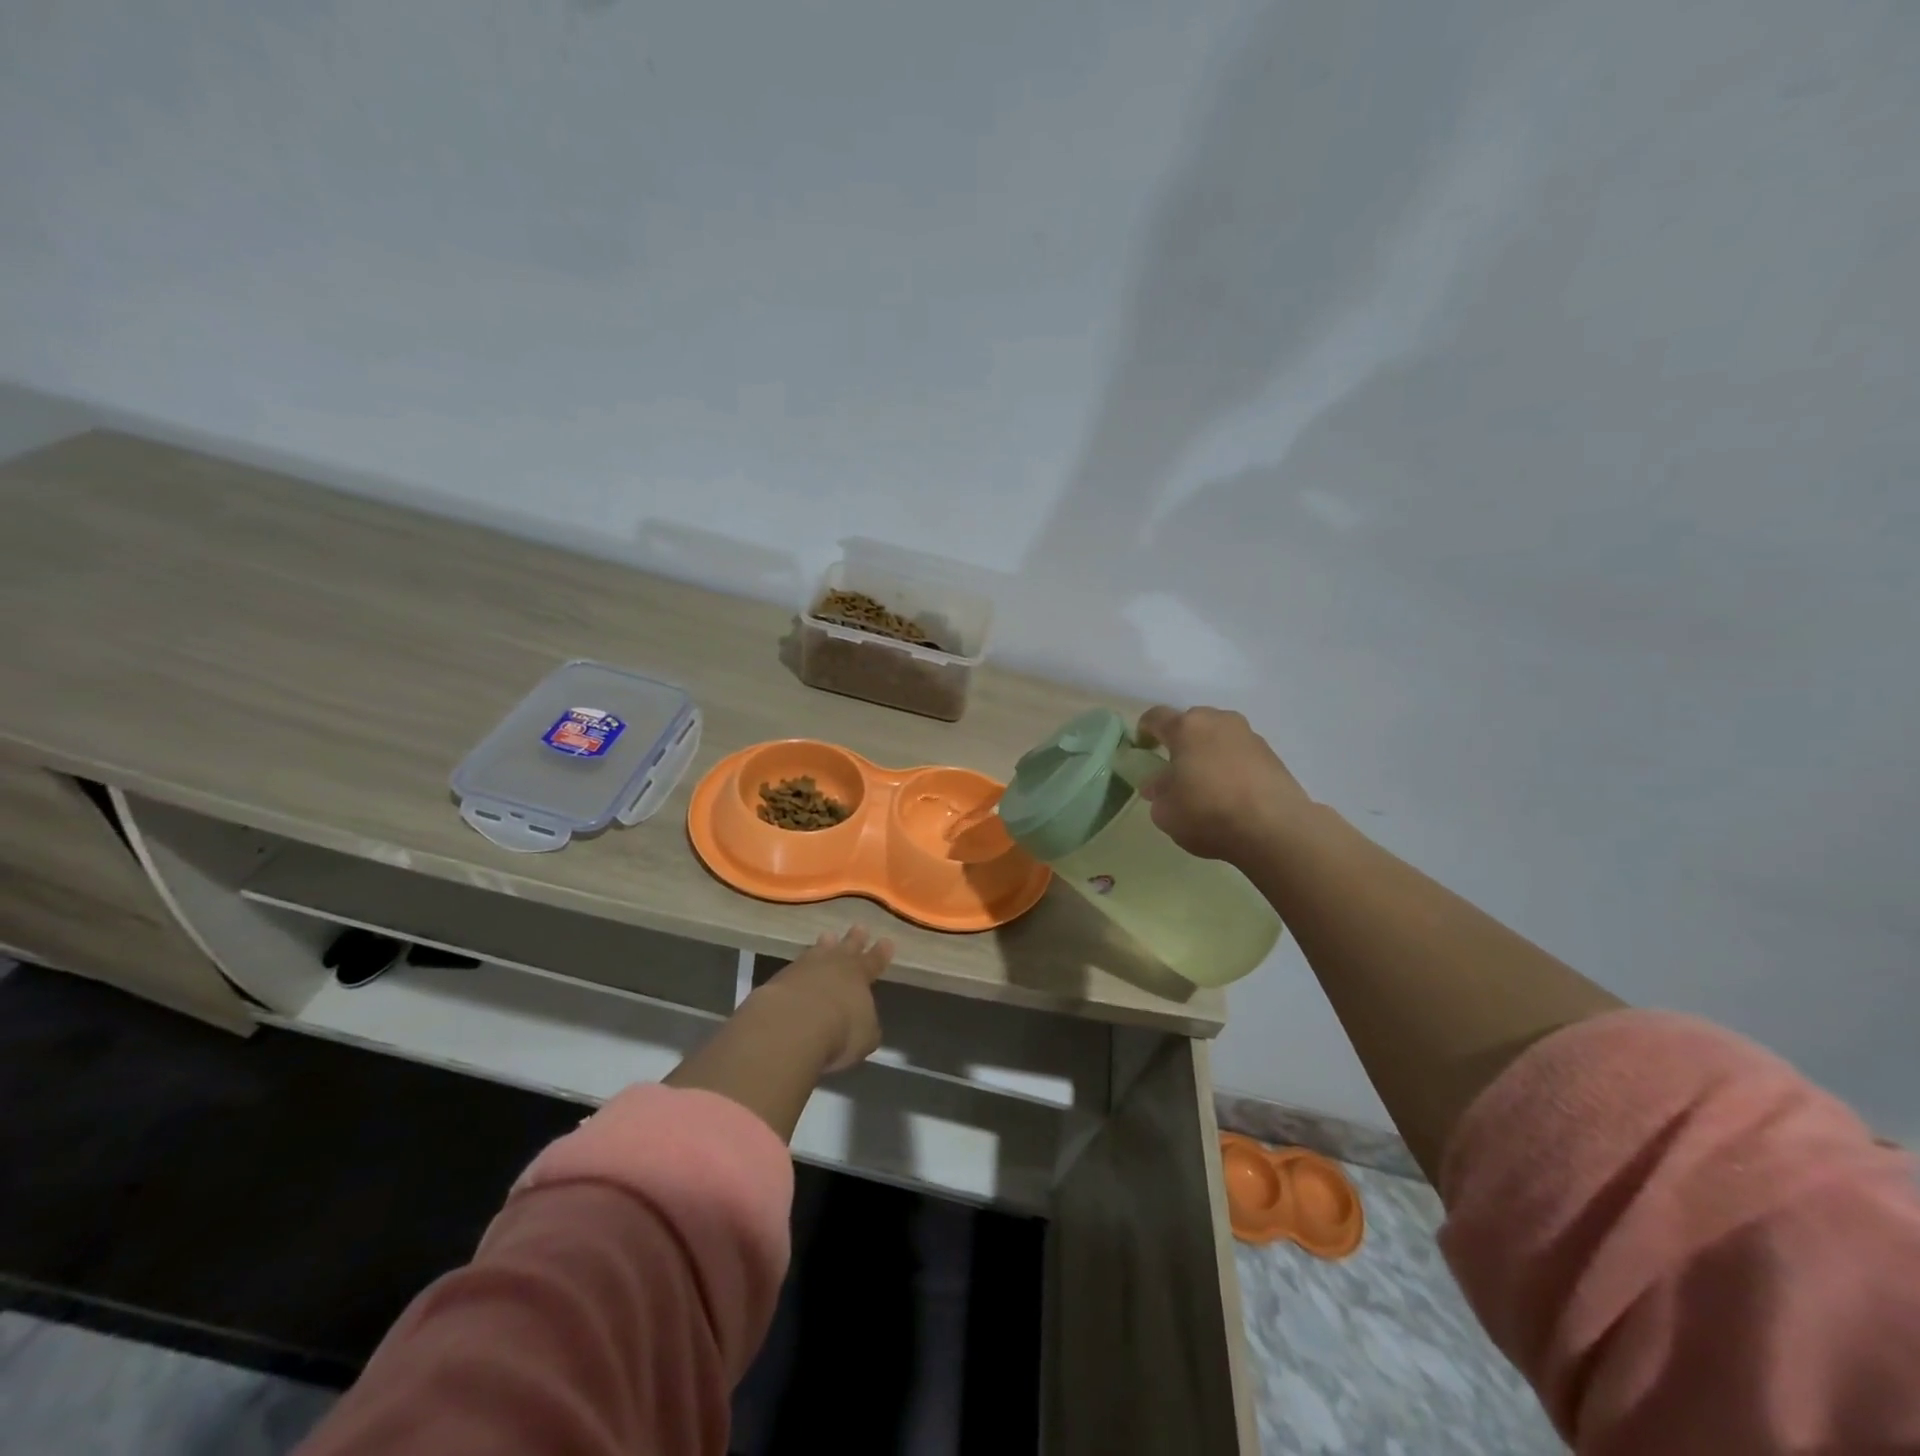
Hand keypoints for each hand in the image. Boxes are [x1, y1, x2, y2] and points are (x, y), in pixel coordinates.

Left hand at [757, 925, 894, 1072]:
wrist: (792, 1025)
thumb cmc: (839, 1031)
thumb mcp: (864, 1035)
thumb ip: (866, 1026)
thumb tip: (865, 1023)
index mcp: (860, 975)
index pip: (875, 960)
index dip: (881, 952)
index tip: (887, 941)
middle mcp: (834, 965)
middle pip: (847, 947)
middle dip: (855, 939)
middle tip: (859, 927)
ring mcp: (805, 968)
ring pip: (819, 950)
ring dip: (824, 945)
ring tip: (827, 936)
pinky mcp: (780, 978)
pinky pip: (795, 966)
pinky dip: (800, 968)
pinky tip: (798, 970)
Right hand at [1135, 705, 1310, 864]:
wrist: (1275, 829)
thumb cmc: (1208, 813)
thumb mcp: (1165, 811)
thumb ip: (1157, 791)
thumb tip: (1160, 784)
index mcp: (1186, 728)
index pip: (1155, 717)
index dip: (1144, 731)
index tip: (1142, 751)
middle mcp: (1218, 721)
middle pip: (1191, 723)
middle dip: (1180, 741)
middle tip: (1176, 769)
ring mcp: (1249, 735)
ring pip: (1219, 736)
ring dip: (1208, 752)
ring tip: (1207, 783)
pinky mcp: (1272, 754)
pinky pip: (1240, 752)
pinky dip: (1231, 765)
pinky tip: (1231, 792)